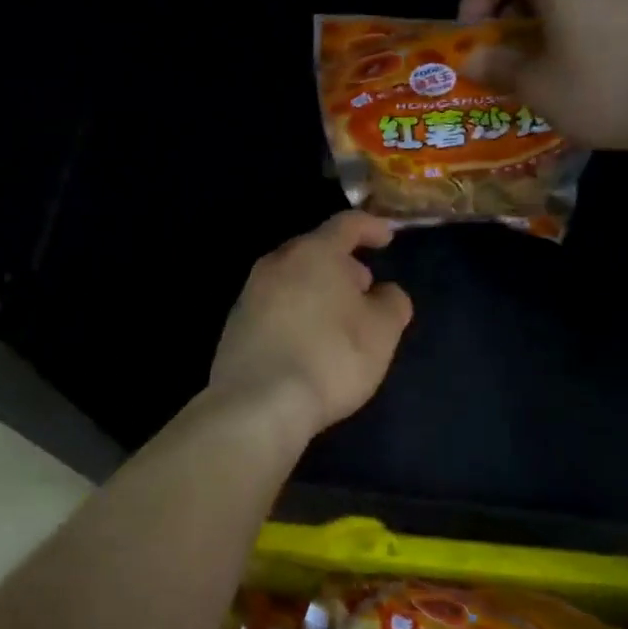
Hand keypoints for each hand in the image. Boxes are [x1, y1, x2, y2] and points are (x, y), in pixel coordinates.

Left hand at [208, 212, 412, 442]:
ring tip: (338, 317)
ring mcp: (250, 294)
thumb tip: (385, 293)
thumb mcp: (382, 332)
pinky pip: (275, 305)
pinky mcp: (235, 325)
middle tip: (363, 286)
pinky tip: (308, 340)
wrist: (258, 404)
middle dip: (342, 263)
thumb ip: (392, 303)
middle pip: (314, 250)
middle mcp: (277, 263)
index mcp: (314, 253)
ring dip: (318, 288)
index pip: (346, 224)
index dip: (371, 227)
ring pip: (292, 278)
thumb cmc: (331, 357)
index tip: (387, 237)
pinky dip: (296, 311)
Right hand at [458, 0, 627, 152]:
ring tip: (562, 61)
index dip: (470, 6)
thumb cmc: (609, 87)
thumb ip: (498, 66)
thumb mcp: (539, 88)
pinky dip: (597, 16)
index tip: (478, 46)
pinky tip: (609, 60)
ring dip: (557, 14)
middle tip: (515, 57)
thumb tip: (472, 59)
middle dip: (515, 12)